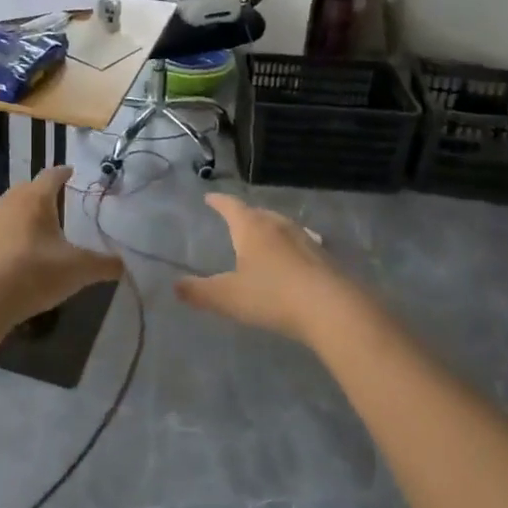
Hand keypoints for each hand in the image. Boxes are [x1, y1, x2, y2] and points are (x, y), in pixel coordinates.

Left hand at [0, 167, 123, 329]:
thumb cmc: (35, 273)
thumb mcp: (78, 271)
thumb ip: (103, 265)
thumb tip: (122, 265)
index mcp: (36, 198)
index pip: (52, 175)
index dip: (64, 173)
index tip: (72, 173)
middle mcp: (9, 202)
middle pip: (28, 189)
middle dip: (43, 194)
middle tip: (59, 205)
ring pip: (10, 210)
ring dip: (24, 216)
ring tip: (38, 232)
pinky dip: (8, 238)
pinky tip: (15, 256)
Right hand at [174, 194, 364, 344]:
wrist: (331, 309)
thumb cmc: (272, 296)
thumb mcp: (228, 297)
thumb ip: (199, 291)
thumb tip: (175, 286)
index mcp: (251, 228)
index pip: (231, 206)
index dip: (218, 202)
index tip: (209, 198)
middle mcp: (278, 226)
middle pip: (258, 213)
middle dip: (245, 214)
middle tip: (235, 219)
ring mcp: (304, 239)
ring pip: (281, 226)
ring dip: (269, 228)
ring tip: (263, 236)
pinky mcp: (324, 257)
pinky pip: (300, 243)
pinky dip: (290, 246)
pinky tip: (294, 256)